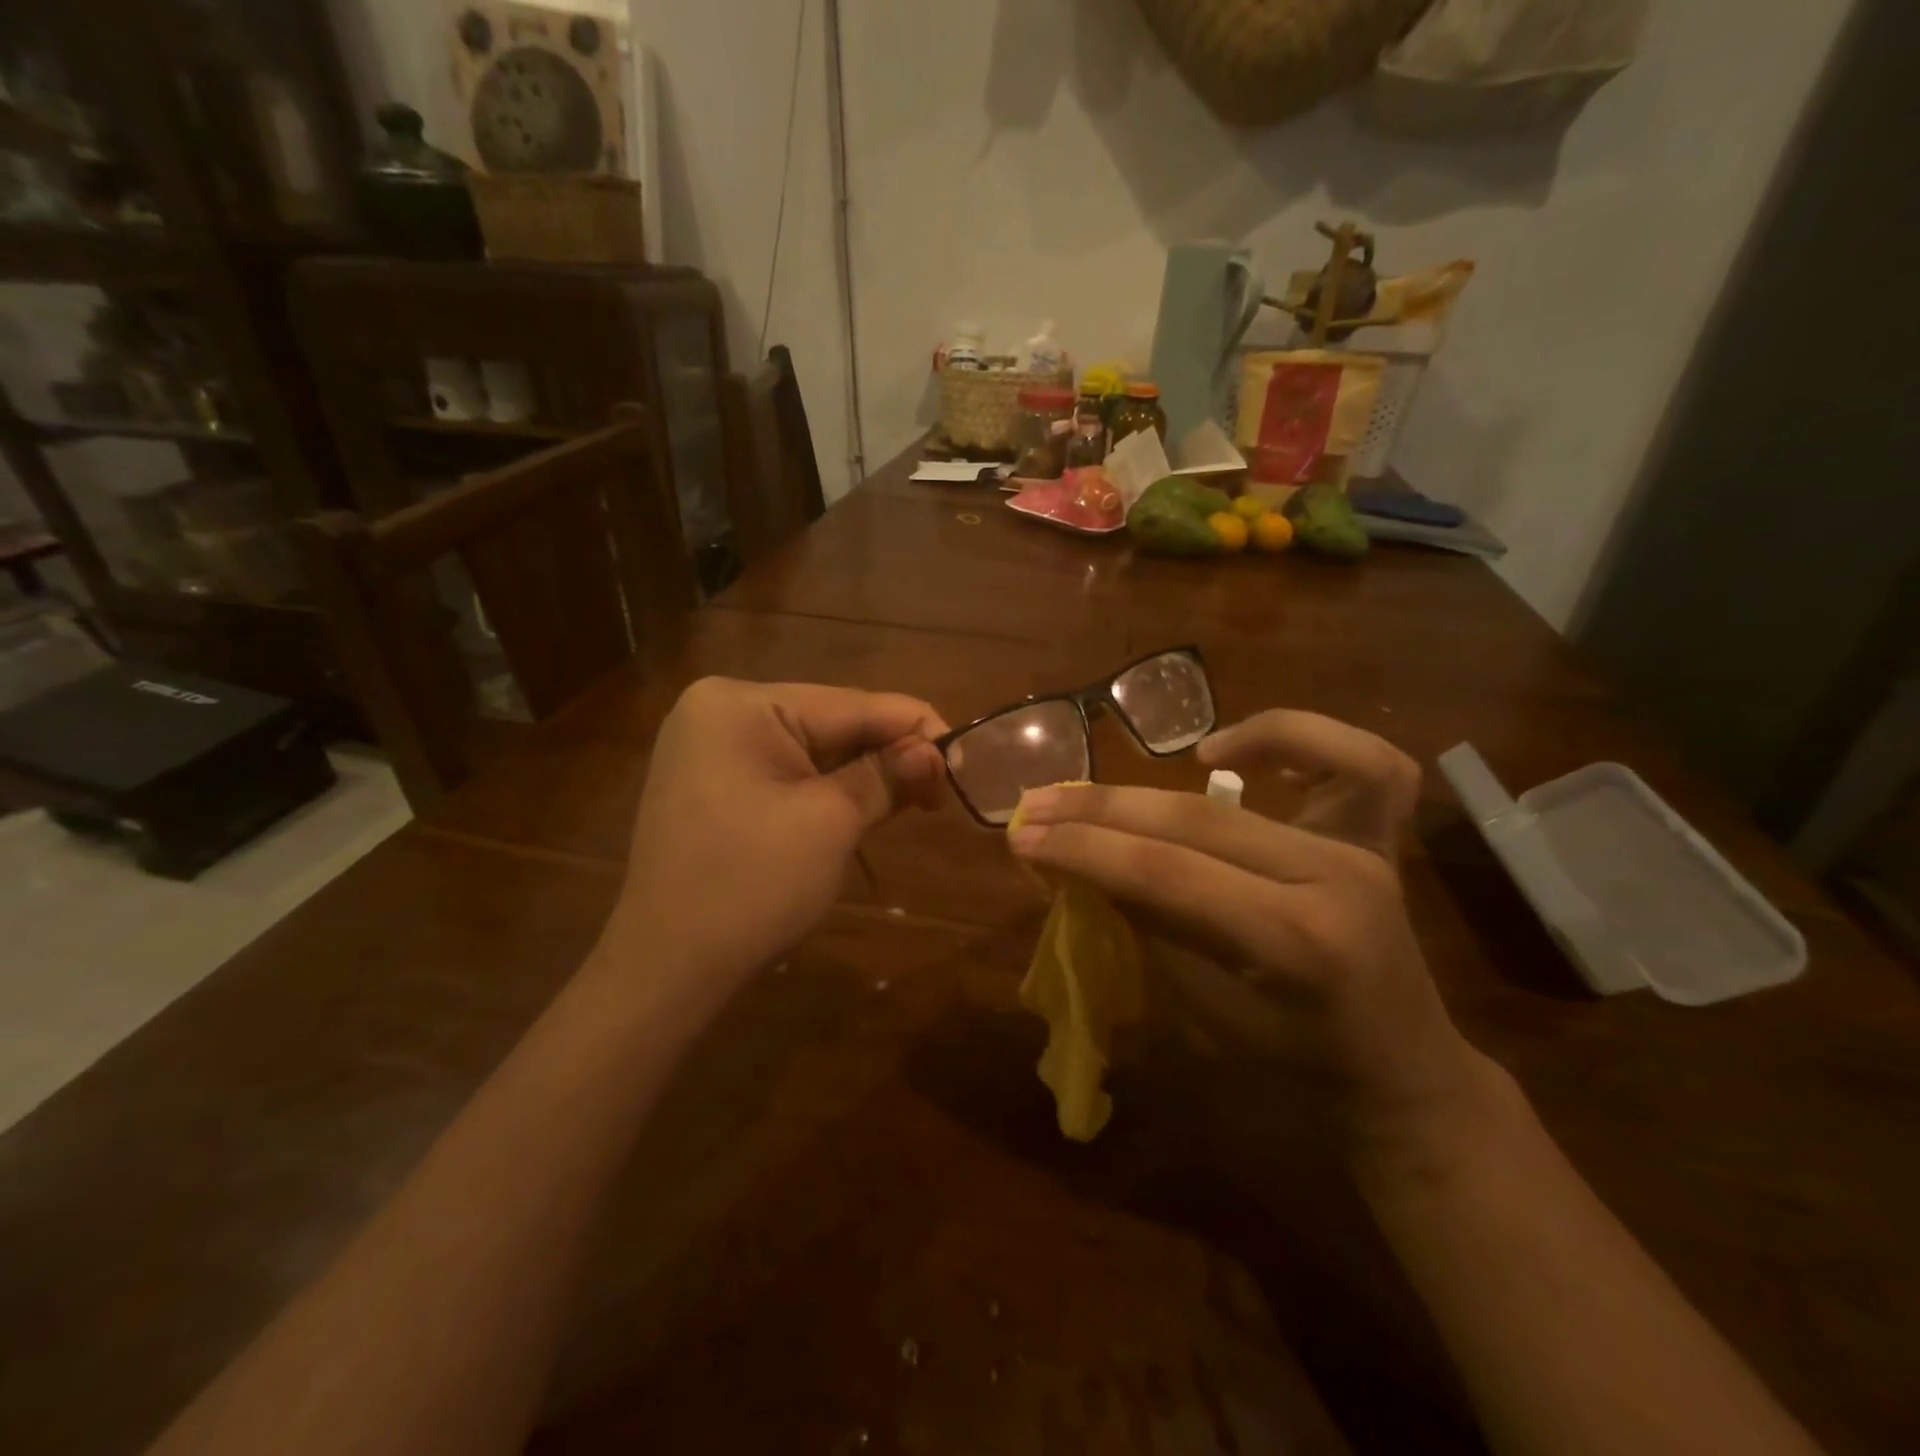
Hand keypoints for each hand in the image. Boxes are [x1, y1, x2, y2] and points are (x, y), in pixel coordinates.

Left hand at [598, 678, 947, 1008]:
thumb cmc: (752, 887)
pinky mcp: (712, 783)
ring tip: (916, 799)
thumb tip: (937, 751)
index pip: (851, 703)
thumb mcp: (831, 823)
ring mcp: (710, 748)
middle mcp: (720, 710)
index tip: (965, 758)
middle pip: (831, 722)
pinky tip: (866, 804)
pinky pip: (786, 772)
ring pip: (812, 749)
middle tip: (942, 790)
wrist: (667, 970)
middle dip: (889, 754)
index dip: (915, 727)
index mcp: (741, 704)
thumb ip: (887, 775)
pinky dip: (829, 789)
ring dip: (863, 774)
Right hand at [1007, 710, 1485, 1151]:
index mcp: (1296, 943)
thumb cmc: (1294, 1065)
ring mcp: (1364, 848)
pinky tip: (1224, 752)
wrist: (1401, 1072)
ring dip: (1164, 776)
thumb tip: (1081, 862)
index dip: (1086, 850)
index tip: (1022, 837)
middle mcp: (1336, 878)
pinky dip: (1289, 736)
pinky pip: (1355, 759)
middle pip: (1195, 820)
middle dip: (1101, 810)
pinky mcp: (1377, 836)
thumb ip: (1147, 922)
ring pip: (1244, 785)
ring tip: (1113, 783)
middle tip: (1037, 805)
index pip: (1168, 874)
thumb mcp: (1205, 1011)